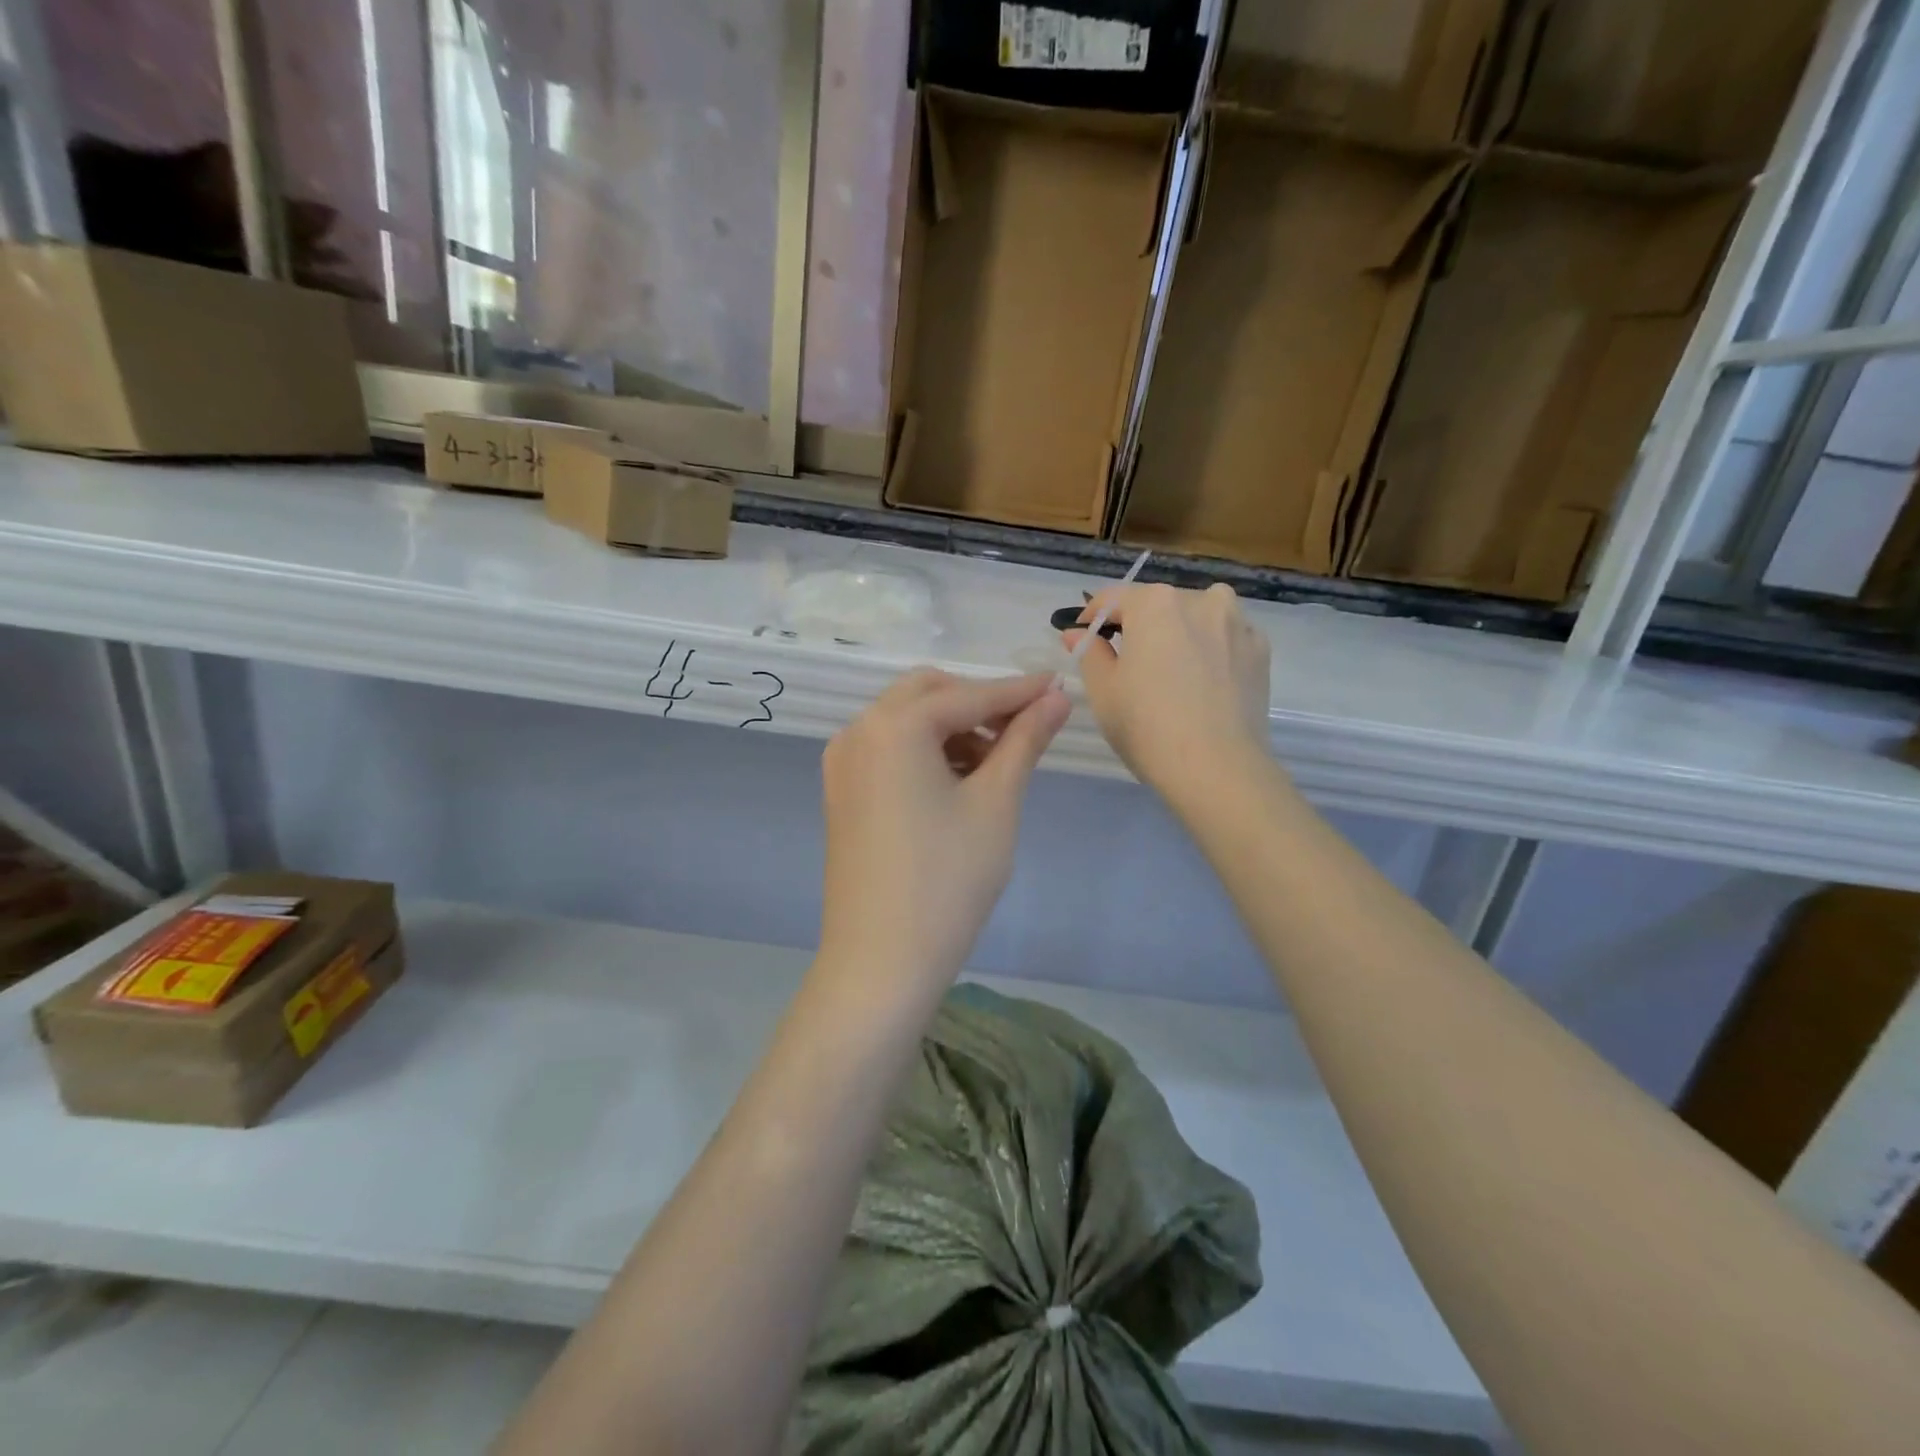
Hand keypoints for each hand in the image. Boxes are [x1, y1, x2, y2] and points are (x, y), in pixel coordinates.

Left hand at [818, 669, 1069, 991]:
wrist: (881, 960)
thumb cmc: (948, 880)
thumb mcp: (996, 803)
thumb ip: (1025, 740)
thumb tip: (1057, 698)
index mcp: (894, 726)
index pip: (969, 695)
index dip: (1018, 691)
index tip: (1059, 685)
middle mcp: (858, 731)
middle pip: (928, 694)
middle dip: (979, 703)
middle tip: (1024, 728)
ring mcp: (843, 762)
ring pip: (906, 721)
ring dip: (952, 727)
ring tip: (996, 764)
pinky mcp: (841, 792)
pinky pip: (888, 750)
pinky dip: (925, 751)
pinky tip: (958, 782)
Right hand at [1064, 583, 1271, 797]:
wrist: (1218, 768)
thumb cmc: (1147, 726)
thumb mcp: (1103, 690)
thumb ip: (1089, 652)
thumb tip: (1078, 633)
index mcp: (1155, 603)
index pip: (1113, 599)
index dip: (1092, 617)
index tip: (1083, 638)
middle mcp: (1200, 599)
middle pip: (1157, 605)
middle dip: (1138, 626)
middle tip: (1124, 662)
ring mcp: (1237, 623)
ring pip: (1196, 617)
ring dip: (1178, 633)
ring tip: (1169, 670)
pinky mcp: (1260, 651)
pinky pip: (1224, 639)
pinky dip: (1209, 650)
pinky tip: (1202, 682)